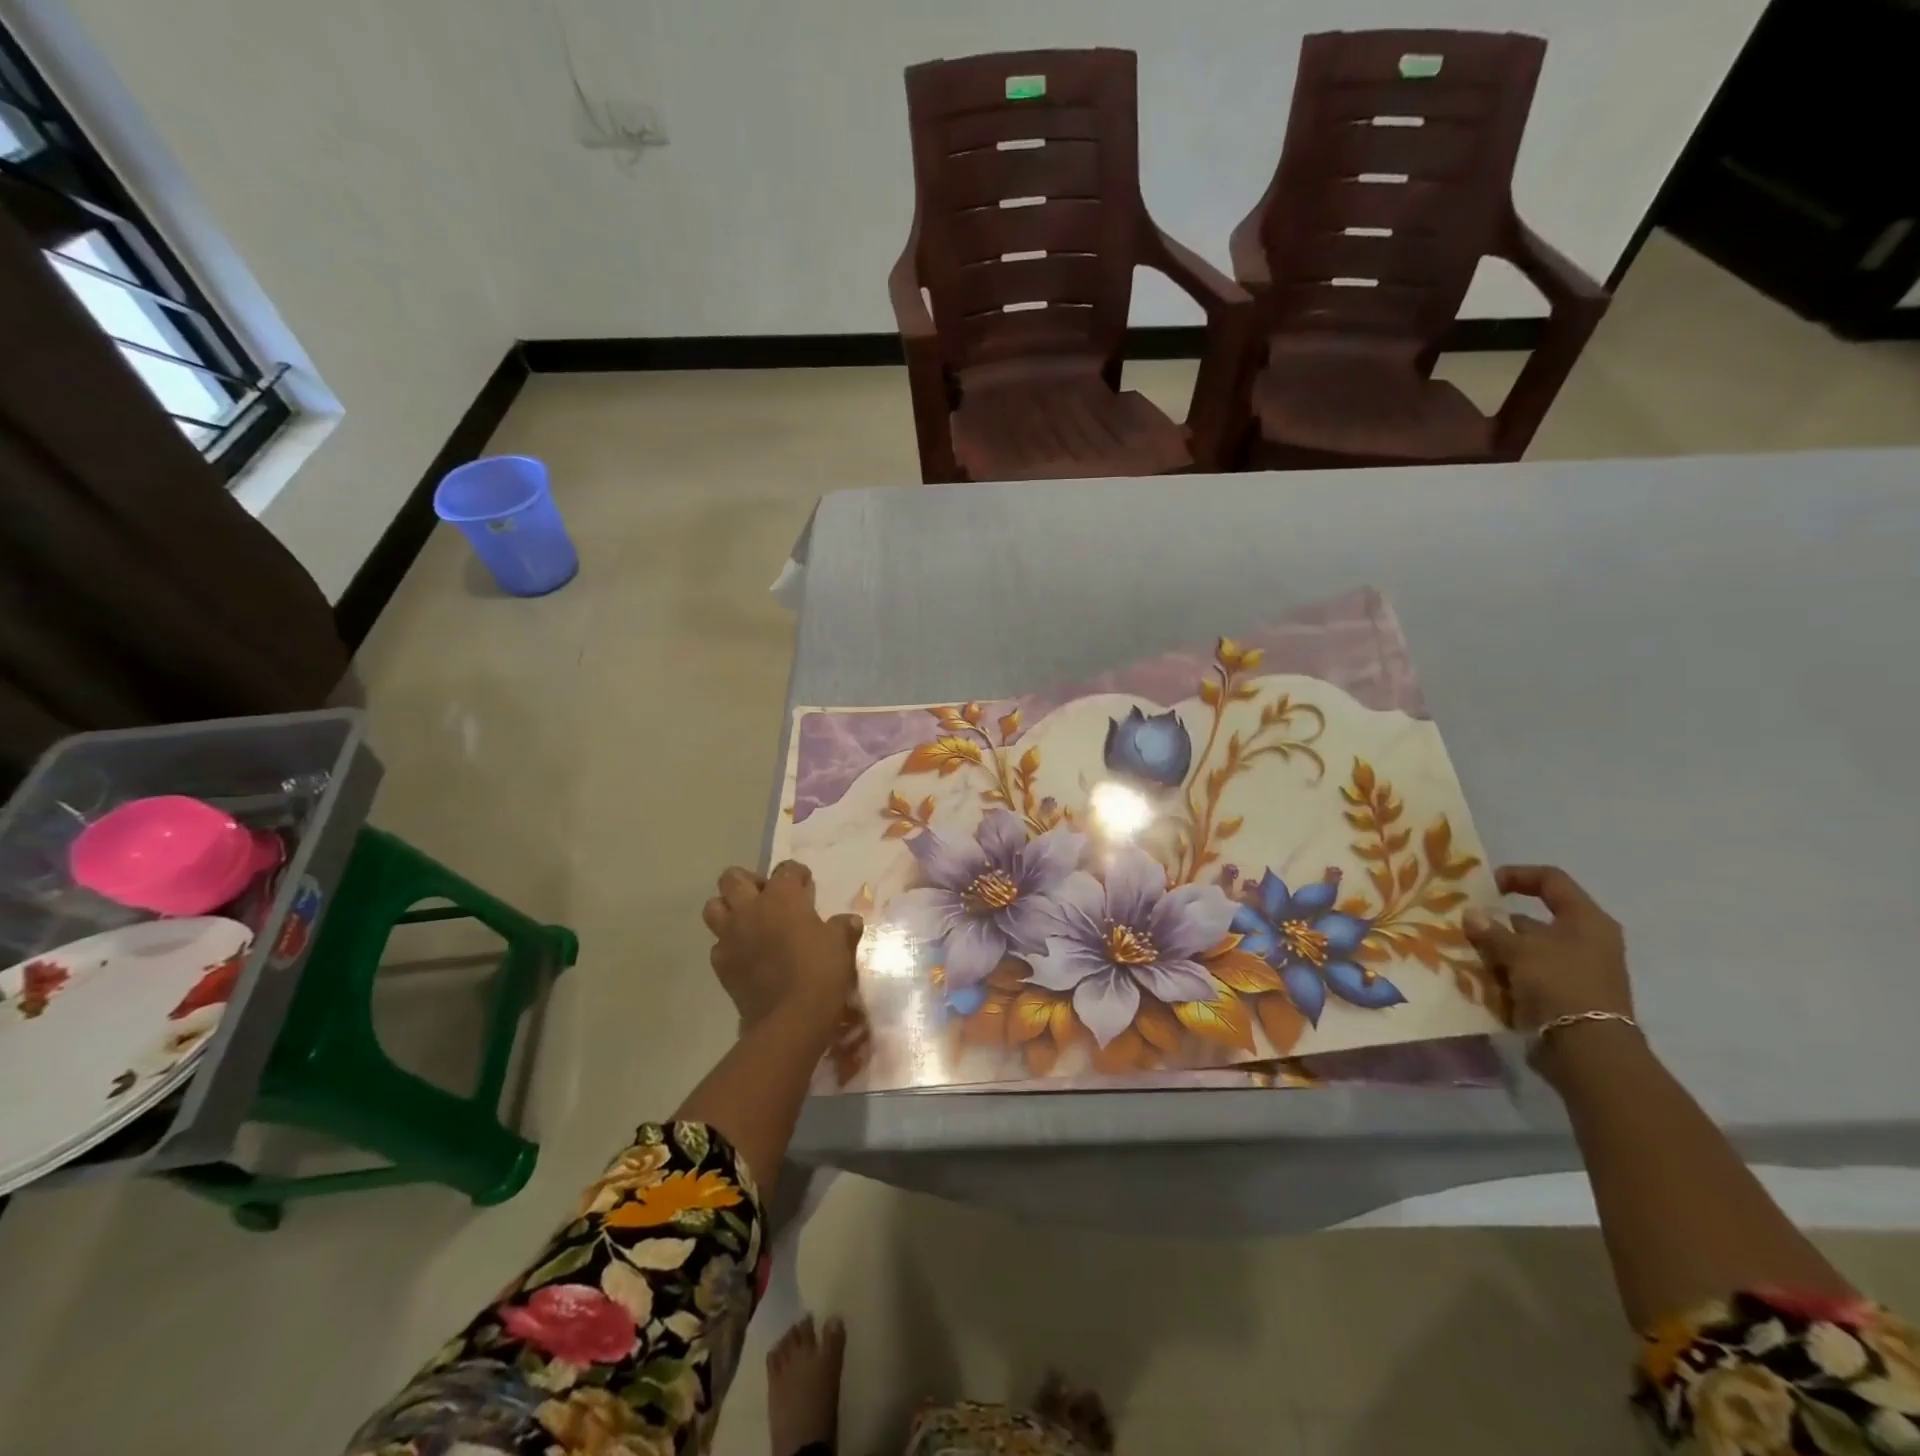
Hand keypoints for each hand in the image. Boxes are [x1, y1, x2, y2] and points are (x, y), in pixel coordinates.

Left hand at [703, 861, 860, 1031]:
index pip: (786, 869)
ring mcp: (730, 936)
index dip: (797, 875)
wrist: (791, 1019)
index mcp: (782, 896)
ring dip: (728, 909)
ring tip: (749, 922)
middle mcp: (750, 909)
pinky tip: (747, 956)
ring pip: (713, 907)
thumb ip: (842, 928)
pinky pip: (718, 945)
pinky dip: (729, 945)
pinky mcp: (721, 965)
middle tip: (767, 898)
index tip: (806, 886)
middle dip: (748, 882)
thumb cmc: (820, 972)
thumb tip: (849, 921)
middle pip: (732, 878)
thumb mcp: (840, 945)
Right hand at [1464, 864, 1633, 1033]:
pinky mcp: (1563, 995)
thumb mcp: (1519, 950)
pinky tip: (1480, 977)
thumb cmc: (1560, 984)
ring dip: (1497, 950)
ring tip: (1466, 954)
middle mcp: (1585, 941)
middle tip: (1465, 926)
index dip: (1517, 876)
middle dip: (1497, 922)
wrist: (1587, 1049)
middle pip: (1534, 919)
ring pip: (1527, 949)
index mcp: (1586, 920)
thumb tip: (1470, 915)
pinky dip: (1504, 973)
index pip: (1551, 880)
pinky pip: (1527, 974)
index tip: (1485, 887)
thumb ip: (1491, 930)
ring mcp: (1575, 970)